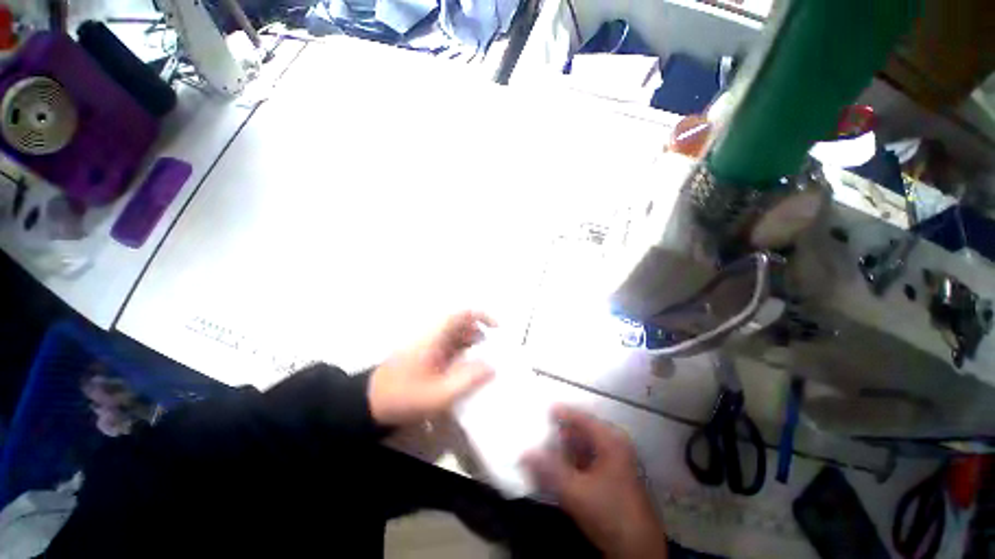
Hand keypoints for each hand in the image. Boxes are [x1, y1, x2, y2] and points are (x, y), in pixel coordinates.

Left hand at [369, 311, 495, 425]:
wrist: (372, 403)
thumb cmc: (405, 396)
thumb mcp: (439, 394)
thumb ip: (467, 379)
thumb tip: (492, 366)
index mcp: (436, 336)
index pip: (462, 314)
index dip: (483, 316)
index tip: (498, 329)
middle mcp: (433, 335)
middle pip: (462, 324)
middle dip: (480, 334)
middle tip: (493, 353)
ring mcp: (429, 344)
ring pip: (457, 336)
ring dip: (472, 345)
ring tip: (483, 364)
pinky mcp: (427, 354)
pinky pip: (450, 346)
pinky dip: (463, 353)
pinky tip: (467, 370)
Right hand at [524, 406, 666, 558]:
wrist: (639, 551)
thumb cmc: (610, 513)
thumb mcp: (576, 492)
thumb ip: (549, 470)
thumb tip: (525, 453)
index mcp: (611, 441)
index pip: (582, 418)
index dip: (562, 413)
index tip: (543, 410)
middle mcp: (615, 446)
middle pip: (583, 432)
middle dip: (561, 433)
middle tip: (540, 434)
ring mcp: (616, 462)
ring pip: (585, 447)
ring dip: (565, 449)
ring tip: (545, 451)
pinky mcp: (613, 478)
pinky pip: (588, 461)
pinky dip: (573, 462)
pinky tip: (559, 469)